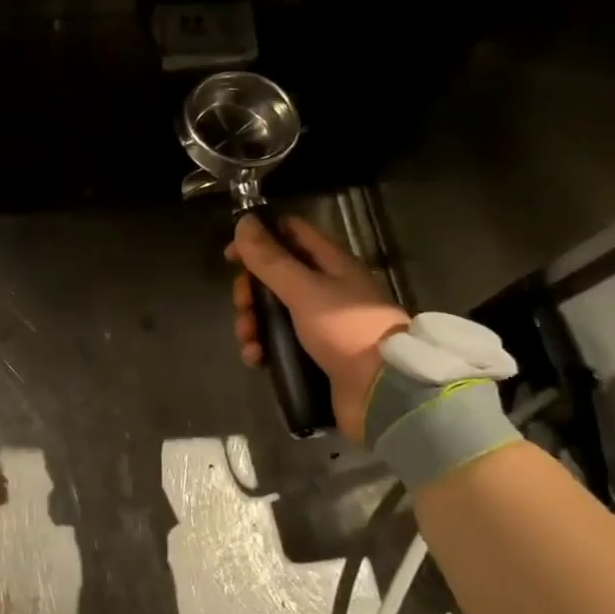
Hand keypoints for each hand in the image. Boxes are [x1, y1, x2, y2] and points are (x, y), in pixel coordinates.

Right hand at [226, 213, 409, 441]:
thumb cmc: (345, 330)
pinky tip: (256, 358)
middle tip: (243, 307)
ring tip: (249, 340)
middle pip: (275, 276)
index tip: (231, 256)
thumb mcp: (303, 289)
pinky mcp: (314, 352)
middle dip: (250, 290)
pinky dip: (262, 347)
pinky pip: (278, 341)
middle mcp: (326, 288)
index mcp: (332, 264)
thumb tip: (244, 221)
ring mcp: (320, 322)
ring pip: (272, 310)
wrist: (382, 392)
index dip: (259, 238)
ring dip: (252, 322)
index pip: (291, 233)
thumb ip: (271, 258)